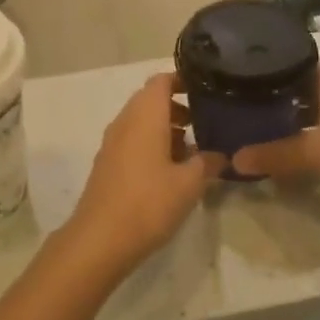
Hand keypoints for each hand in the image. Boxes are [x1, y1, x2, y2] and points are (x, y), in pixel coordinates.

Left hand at [61, 74, 224, 277]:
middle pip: (151, 101)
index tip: (206, 91)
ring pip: (142, 123)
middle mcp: (125, 122)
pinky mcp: (107, 164)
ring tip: (194, 151)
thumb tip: (219, 155)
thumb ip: (207, 163)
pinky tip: (172, 172)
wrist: (100, 239)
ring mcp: (112, 143)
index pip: (161, 80)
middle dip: (178, 108)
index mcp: (144, 116)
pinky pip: (133, 142)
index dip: (183, 80)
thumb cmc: (148, 202)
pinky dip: (153, 146)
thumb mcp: (189, 184)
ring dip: (167, 129)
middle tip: (206, 123)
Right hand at [231, 64, 319, 199]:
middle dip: (272, 94)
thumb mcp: (313, 152)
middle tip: (240, 105)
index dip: (264, 67)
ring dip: (289, 114)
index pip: (288, 60)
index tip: (237, 77)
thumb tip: (233, 160)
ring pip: (311, 104)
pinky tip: (292, 143)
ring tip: (258, 125)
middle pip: (298, 84)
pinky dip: (305, 129)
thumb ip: (274, 155)